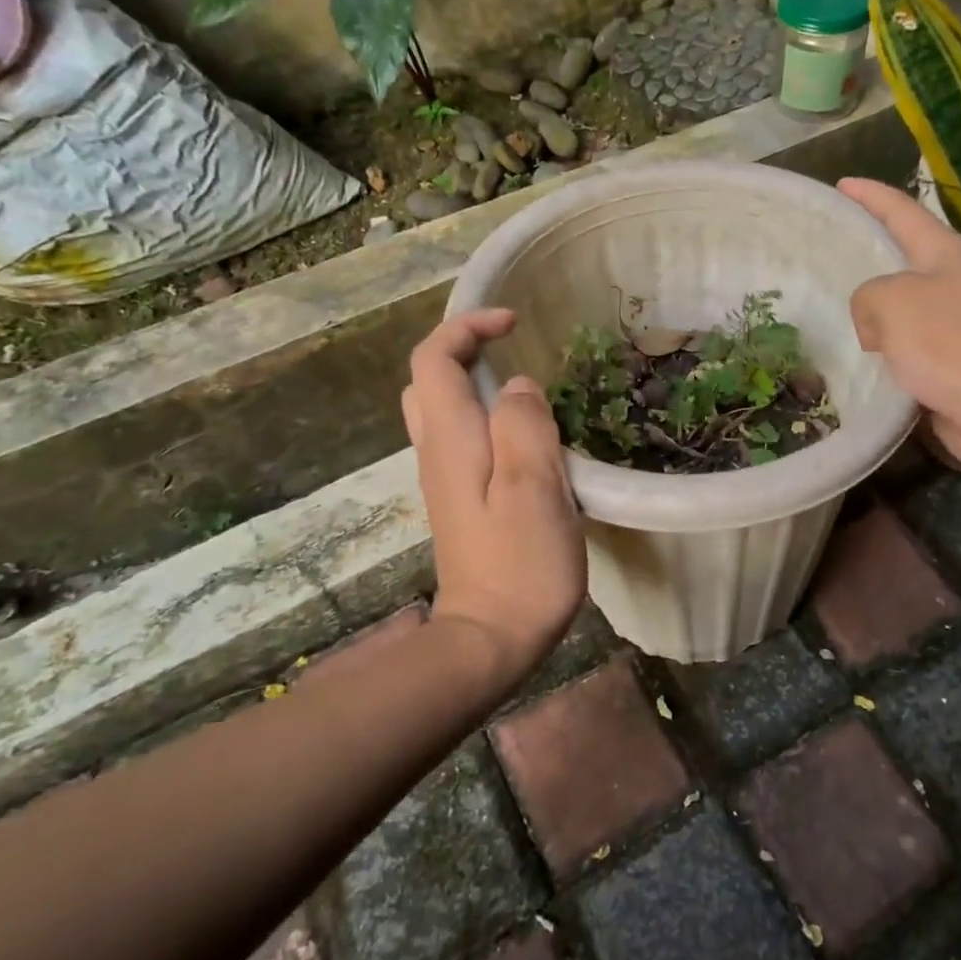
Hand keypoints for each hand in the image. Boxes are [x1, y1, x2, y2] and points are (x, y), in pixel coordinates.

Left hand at [402, 309, 586, 681]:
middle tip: (512, 346)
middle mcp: (437, 452)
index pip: (434, 359)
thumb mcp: (534, 487)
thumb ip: (525, 426)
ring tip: (522, 383)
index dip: (467, 327)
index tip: (514, 321)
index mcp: (451, 439)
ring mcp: (444, 479)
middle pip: (427, 380)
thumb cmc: (521, 563)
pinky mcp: (459, 501)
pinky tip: (521, 434)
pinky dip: (483, 415)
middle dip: (463, 348)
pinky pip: (460, 438)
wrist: (489, 638)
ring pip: (440, 410)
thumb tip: (520, 387)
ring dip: (472, 381)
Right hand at [841, 177, 960, 479]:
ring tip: (839, 319)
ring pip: (906, 309)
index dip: (870, 196)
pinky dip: (889, 353)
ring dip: (877, 315)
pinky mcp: (959, 364)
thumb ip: (868, 297)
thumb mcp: (892, 303)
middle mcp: (957, 283)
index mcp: (946, 255)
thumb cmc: (950, 346)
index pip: (902, 211)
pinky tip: (864, 364)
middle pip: (906, 260)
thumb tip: (877, 325)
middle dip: (872, 257)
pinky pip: (912, 348)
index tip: (841, 183)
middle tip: (832, 257)